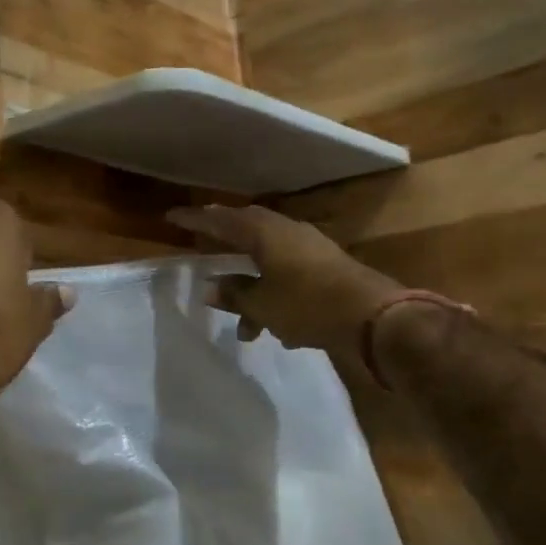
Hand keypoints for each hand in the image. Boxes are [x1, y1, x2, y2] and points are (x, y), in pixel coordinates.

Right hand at [166, 204, 402, 363]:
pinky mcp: (326, 265)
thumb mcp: (263, 304)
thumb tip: (210, 287)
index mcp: (264, 233)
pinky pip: (288, 272)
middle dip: (224, 242)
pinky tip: (275, 327)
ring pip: (267, 258)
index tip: (171, 218)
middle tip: (204, 244)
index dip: (194, 221)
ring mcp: (309, 246)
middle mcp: (285, 231)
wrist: (374, 316)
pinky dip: (274, 292)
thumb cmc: (308, 304)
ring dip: (251, 286)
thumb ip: (234, 294)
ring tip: (243, 324)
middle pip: (246, 230)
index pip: (220, 221)